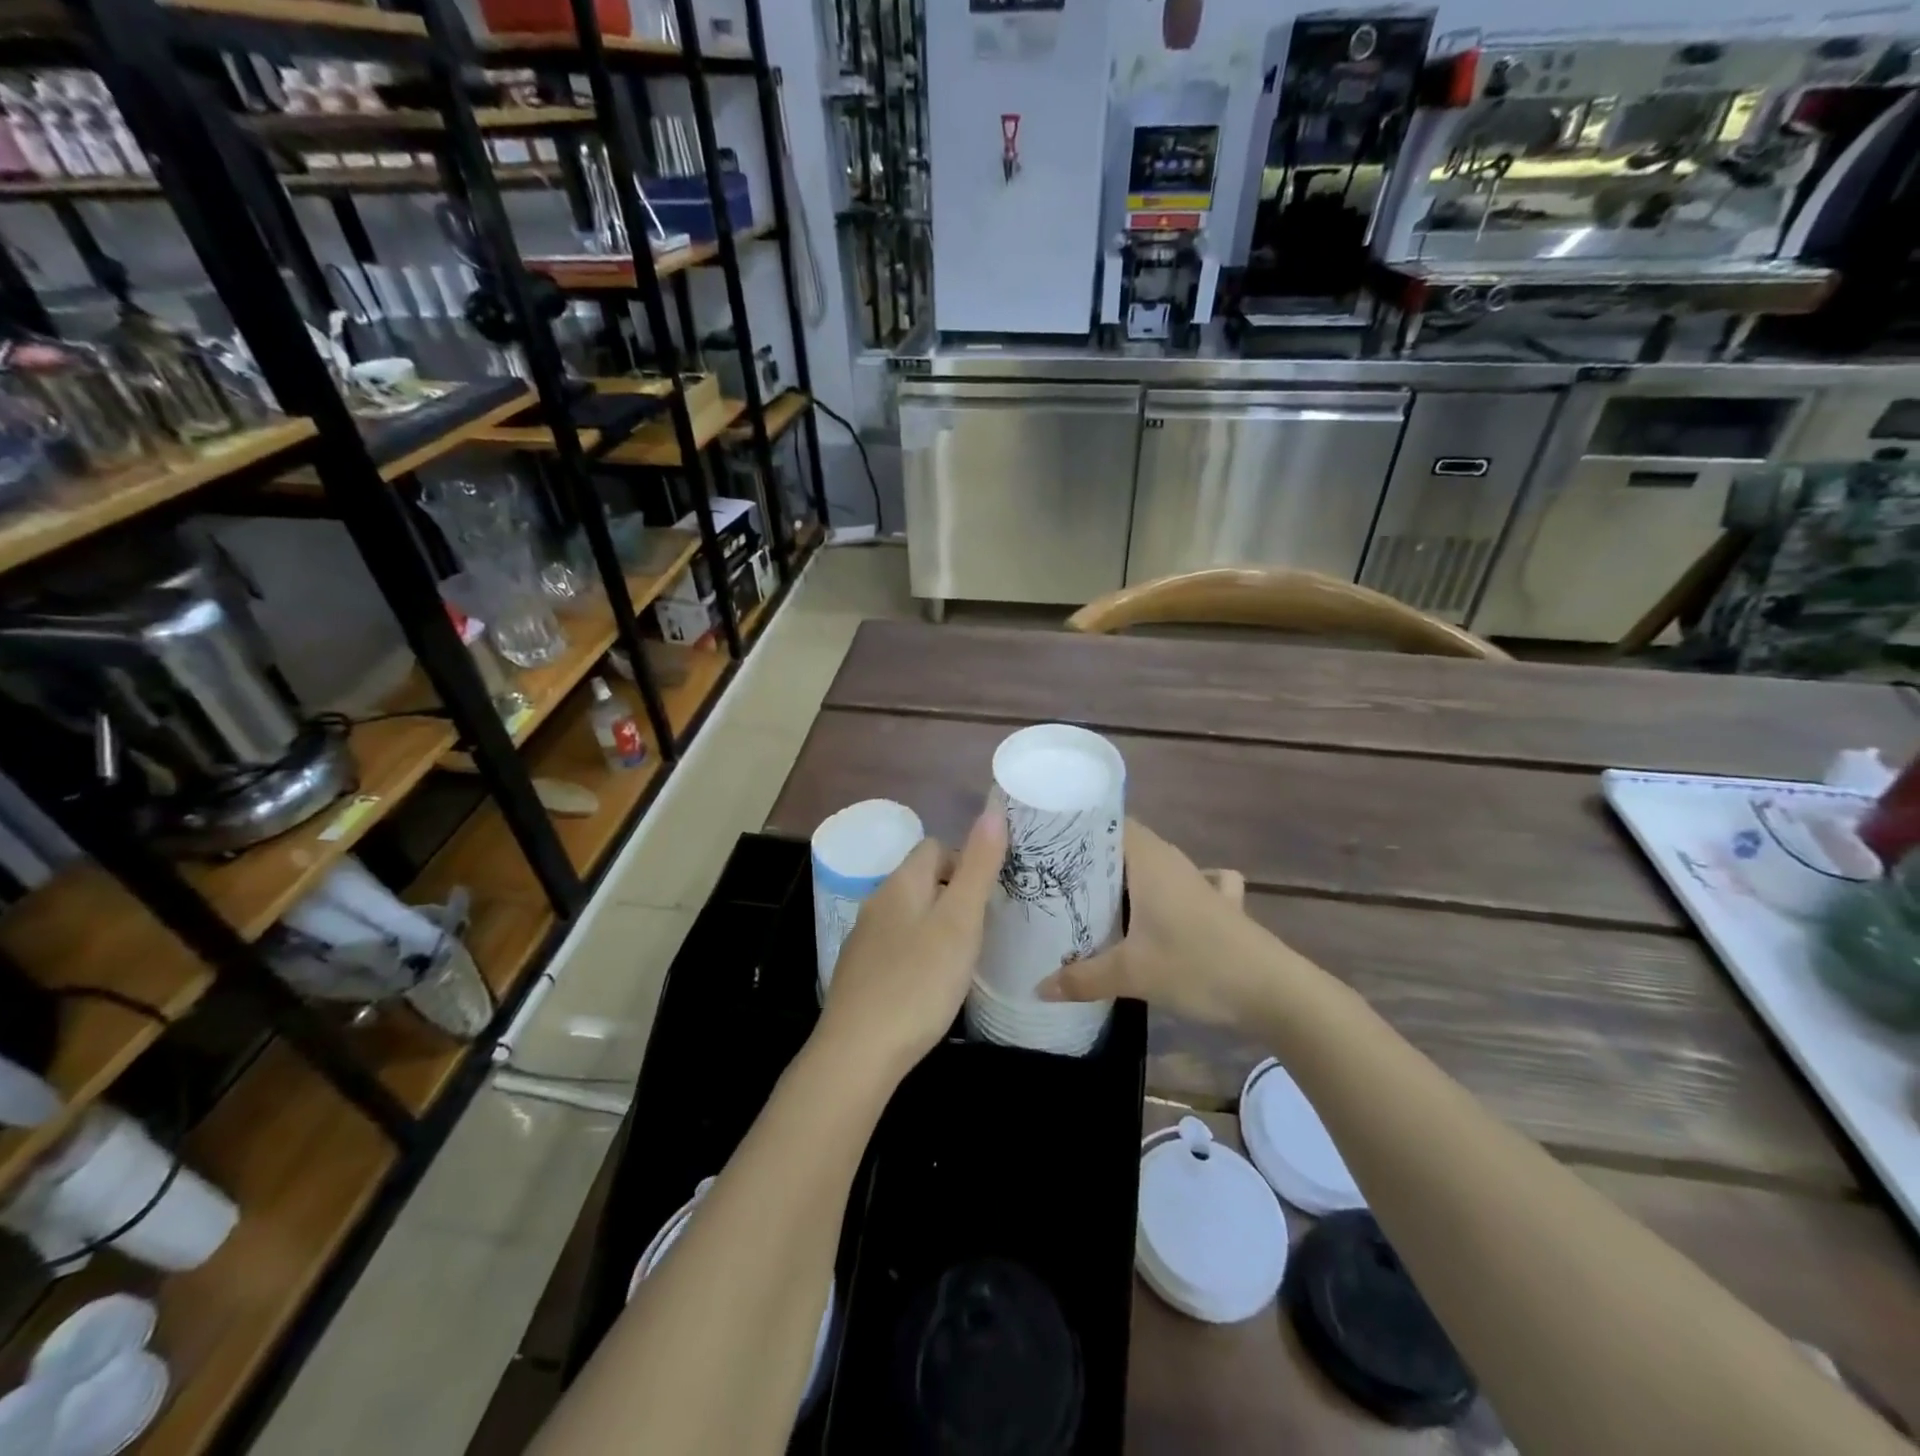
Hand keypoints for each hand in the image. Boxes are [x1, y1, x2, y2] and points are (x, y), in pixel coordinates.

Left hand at [817, 807, 1006, 1080]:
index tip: (990, 895)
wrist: (859, 1052)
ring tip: (964, 954)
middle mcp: (878, 902)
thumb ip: (979, 867)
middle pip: (922, 879)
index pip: (935, 847)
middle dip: (954, 893)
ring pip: (909, 914)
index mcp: (901, 883)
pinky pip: (897, 945)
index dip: (966, 861)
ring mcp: (865, 939)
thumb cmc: (918, 982)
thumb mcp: (960, 921)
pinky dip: (919, 952)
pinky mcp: (861, 973)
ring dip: (937, 924)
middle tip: (984, 927)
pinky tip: (931, 983)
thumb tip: (994, 809)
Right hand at [1036, 819, 1289, 1025]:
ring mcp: (1201, 882)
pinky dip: (1171, 890)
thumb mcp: (1131, 975)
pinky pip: (1188, 885)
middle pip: (1128, 844)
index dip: (1080, 827)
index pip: (1110, 822)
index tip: (1049, 843)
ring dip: (1128, 877)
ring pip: (1155, 865)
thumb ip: (1082, 979)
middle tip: (1058, 877)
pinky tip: (1164, 909)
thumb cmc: (1197, 966)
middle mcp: (1174, 862)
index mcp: (1150, 861)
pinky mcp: (1221, 905)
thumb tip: (1039, 987)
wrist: (1274, 991)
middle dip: (1095, 857)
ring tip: (1094, 895)